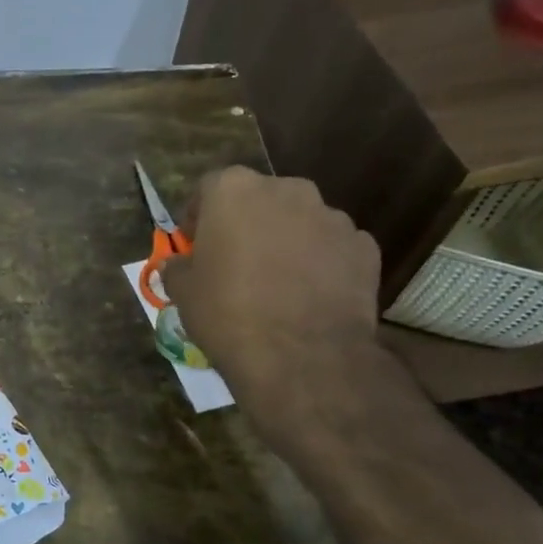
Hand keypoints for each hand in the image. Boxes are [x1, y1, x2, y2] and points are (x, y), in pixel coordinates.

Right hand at [161, 167, 385, 437]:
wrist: (302, 355)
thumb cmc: (228, 312)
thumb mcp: (183, 292)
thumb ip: (178, 268)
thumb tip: (177, 264)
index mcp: (234, 191)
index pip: (209, 187)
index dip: (200, 215)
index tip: (195, 244)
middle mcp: (287, 190)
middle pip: (260, 199)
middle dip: (247, 223)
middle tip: (235, 260)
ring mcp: (332, 216)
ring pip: (300, 221)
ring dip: (286, 241)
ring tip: (276, 282)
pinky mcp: (365, 247)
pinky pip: (332, 248)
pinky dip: (320, 263)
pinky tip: (309, 296)